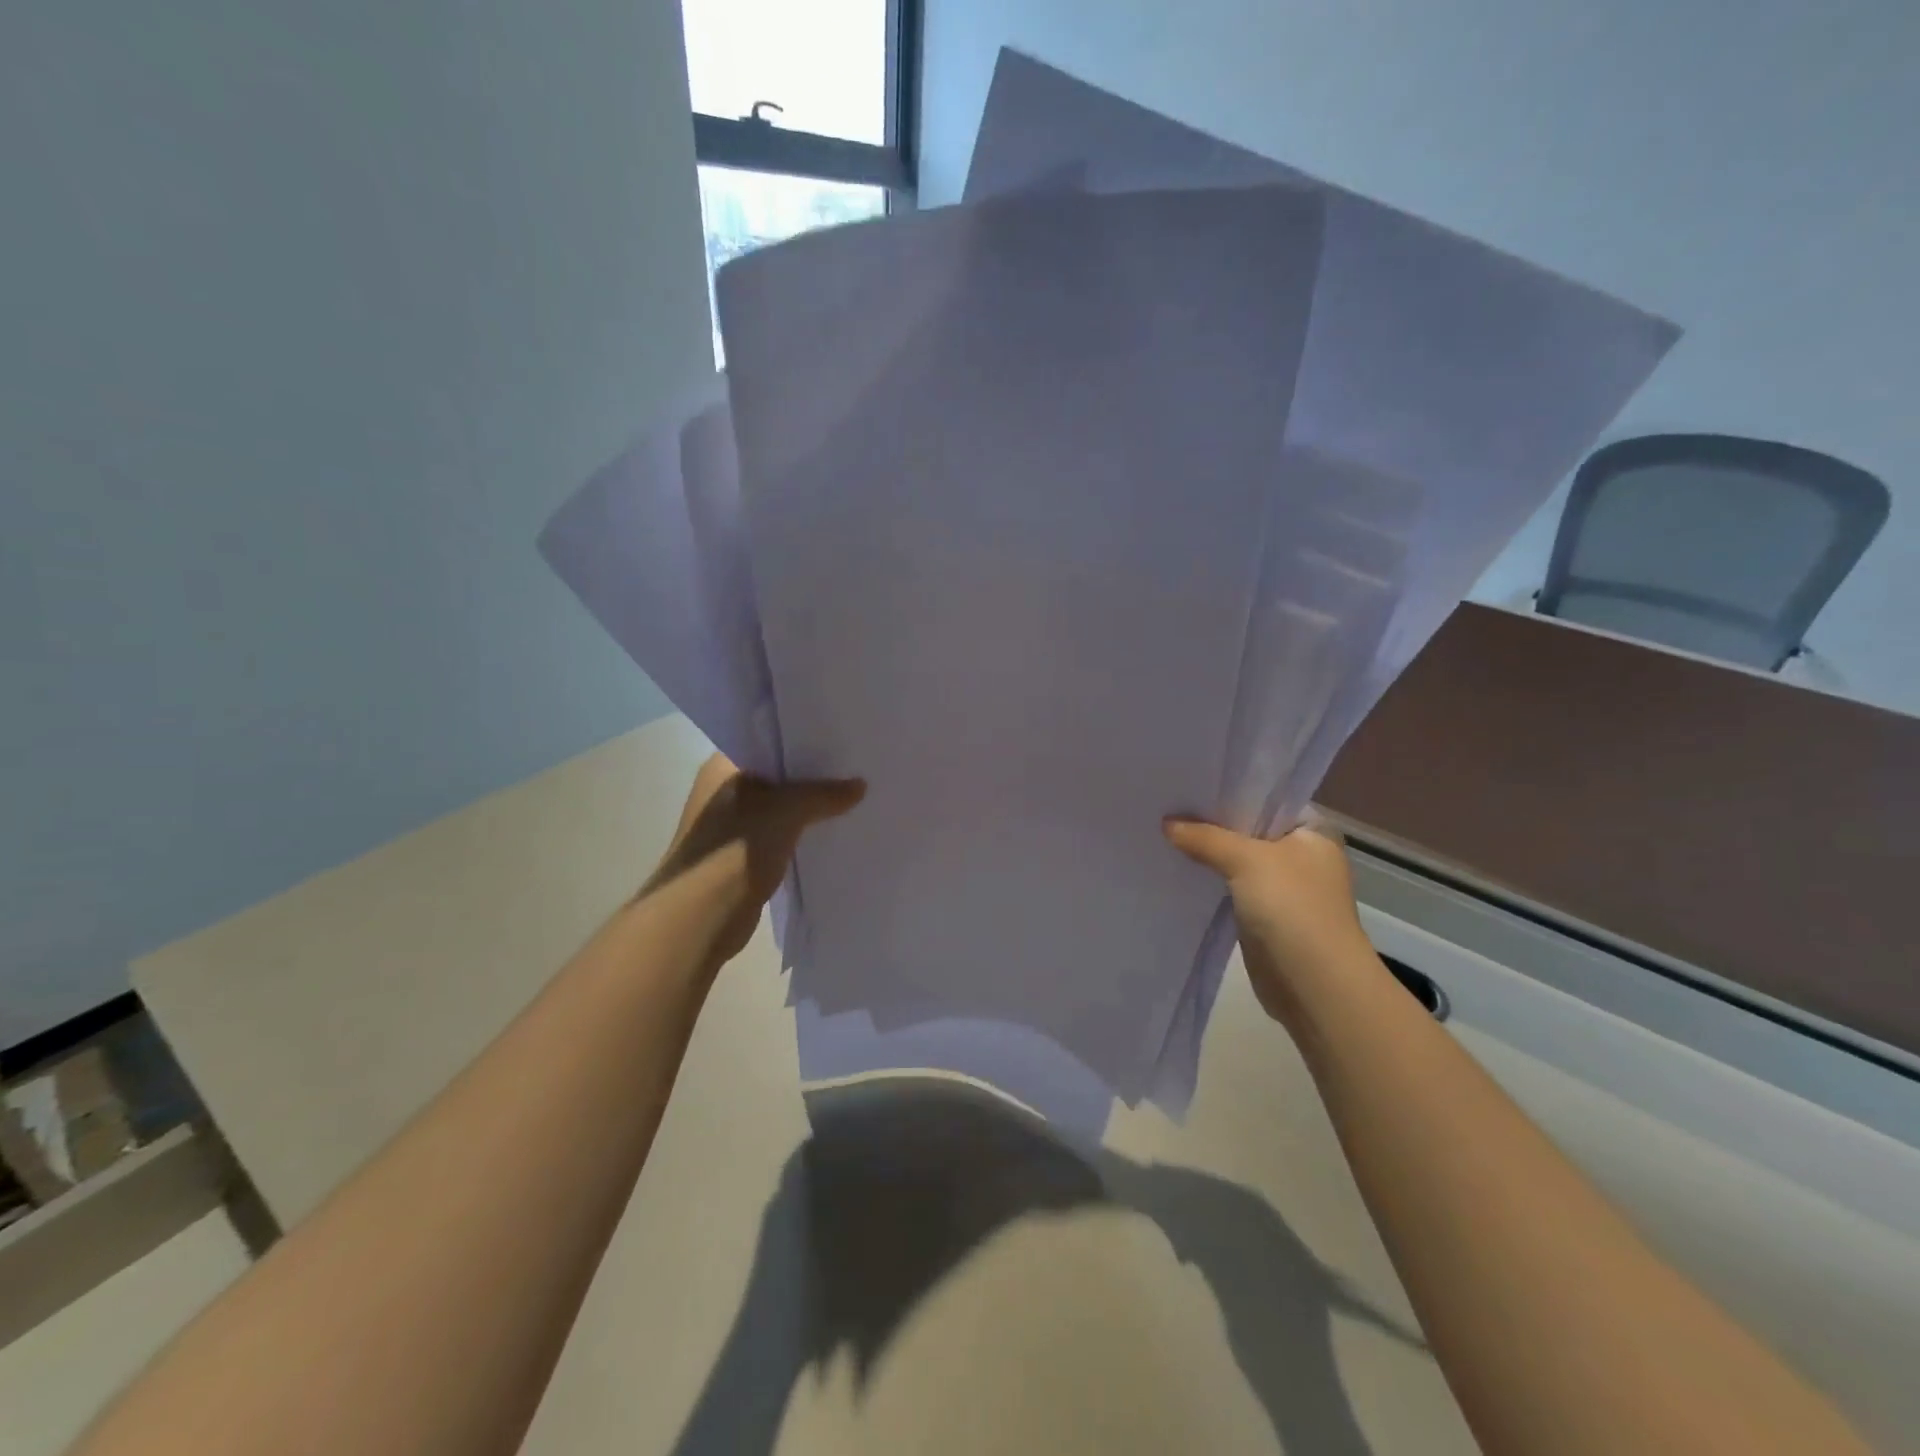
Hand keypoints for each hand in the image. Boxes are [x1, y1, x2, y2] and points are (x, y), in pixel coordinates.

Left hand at [642, 754, 864, 966]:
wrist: (700, 917)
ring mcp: (731, 826)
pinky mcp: (742, 857)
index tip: (839, 739)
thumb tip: (861, 785)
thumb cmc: (734, 850)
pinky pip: (781, 835)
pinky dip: (802, 835)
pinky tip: (832, 832)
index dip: (802, 740)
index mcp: (722, 766)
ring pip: (780, 808)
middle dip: (812, 776)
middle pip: (777, 775)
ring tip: (851, 798)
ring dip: (808, 808)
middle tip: (854, 767)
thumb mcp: (787, 810)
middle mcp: (724, 791)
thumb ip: (824, 794)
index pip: (768, 740)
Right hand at [1163, 812, 1373, 1029]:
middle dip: (1211, 822)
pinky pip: (1231, 887)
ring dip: (1208, 853)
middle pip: (1248, 829)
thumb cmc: (1293, 908)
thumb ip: (1205, 838)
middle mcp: (1302, 854)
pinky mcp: (1264, 915)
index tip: (1190, 782)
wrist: (1314, 985)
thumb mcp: (1246, 860)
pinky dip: (1209, 881)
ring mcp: (1284, 887)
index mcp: (1313, 831)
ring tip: (1164, 832)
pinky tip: (1178, 869)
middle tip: (1167, 804)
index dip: (1230, 791)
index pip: (1267, 798)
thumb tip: (1167, 823)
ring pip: (1237, 860)